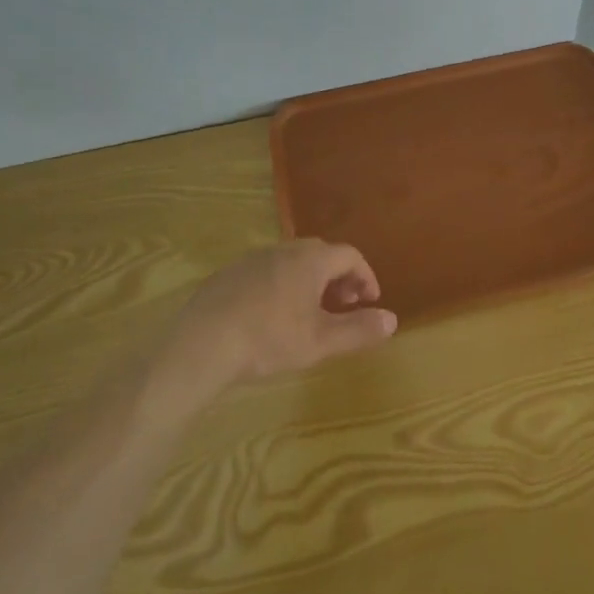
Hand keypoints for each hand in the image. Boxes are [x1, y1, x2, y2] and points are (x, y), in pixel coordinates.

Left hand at [169, 240, 397, 386]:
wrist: (201, 344)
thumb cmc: (269, 339)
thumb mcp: (321, 342)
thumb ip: (359, 330)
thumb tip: (392, 320)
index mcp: (310, 260)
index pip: (350, 256)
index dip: (366, 276)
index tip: (370, 301)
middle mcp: (283, 250)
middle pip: (321, 254)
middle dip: (339, 277)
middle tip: (344, 305)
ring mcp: (252, 259)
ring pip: (292, 261)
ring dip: (310, 281)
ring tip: (310, 312)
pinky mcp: (228, 274)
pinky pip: (267, 271)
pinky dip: (282, 285)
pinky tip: (272, 315)